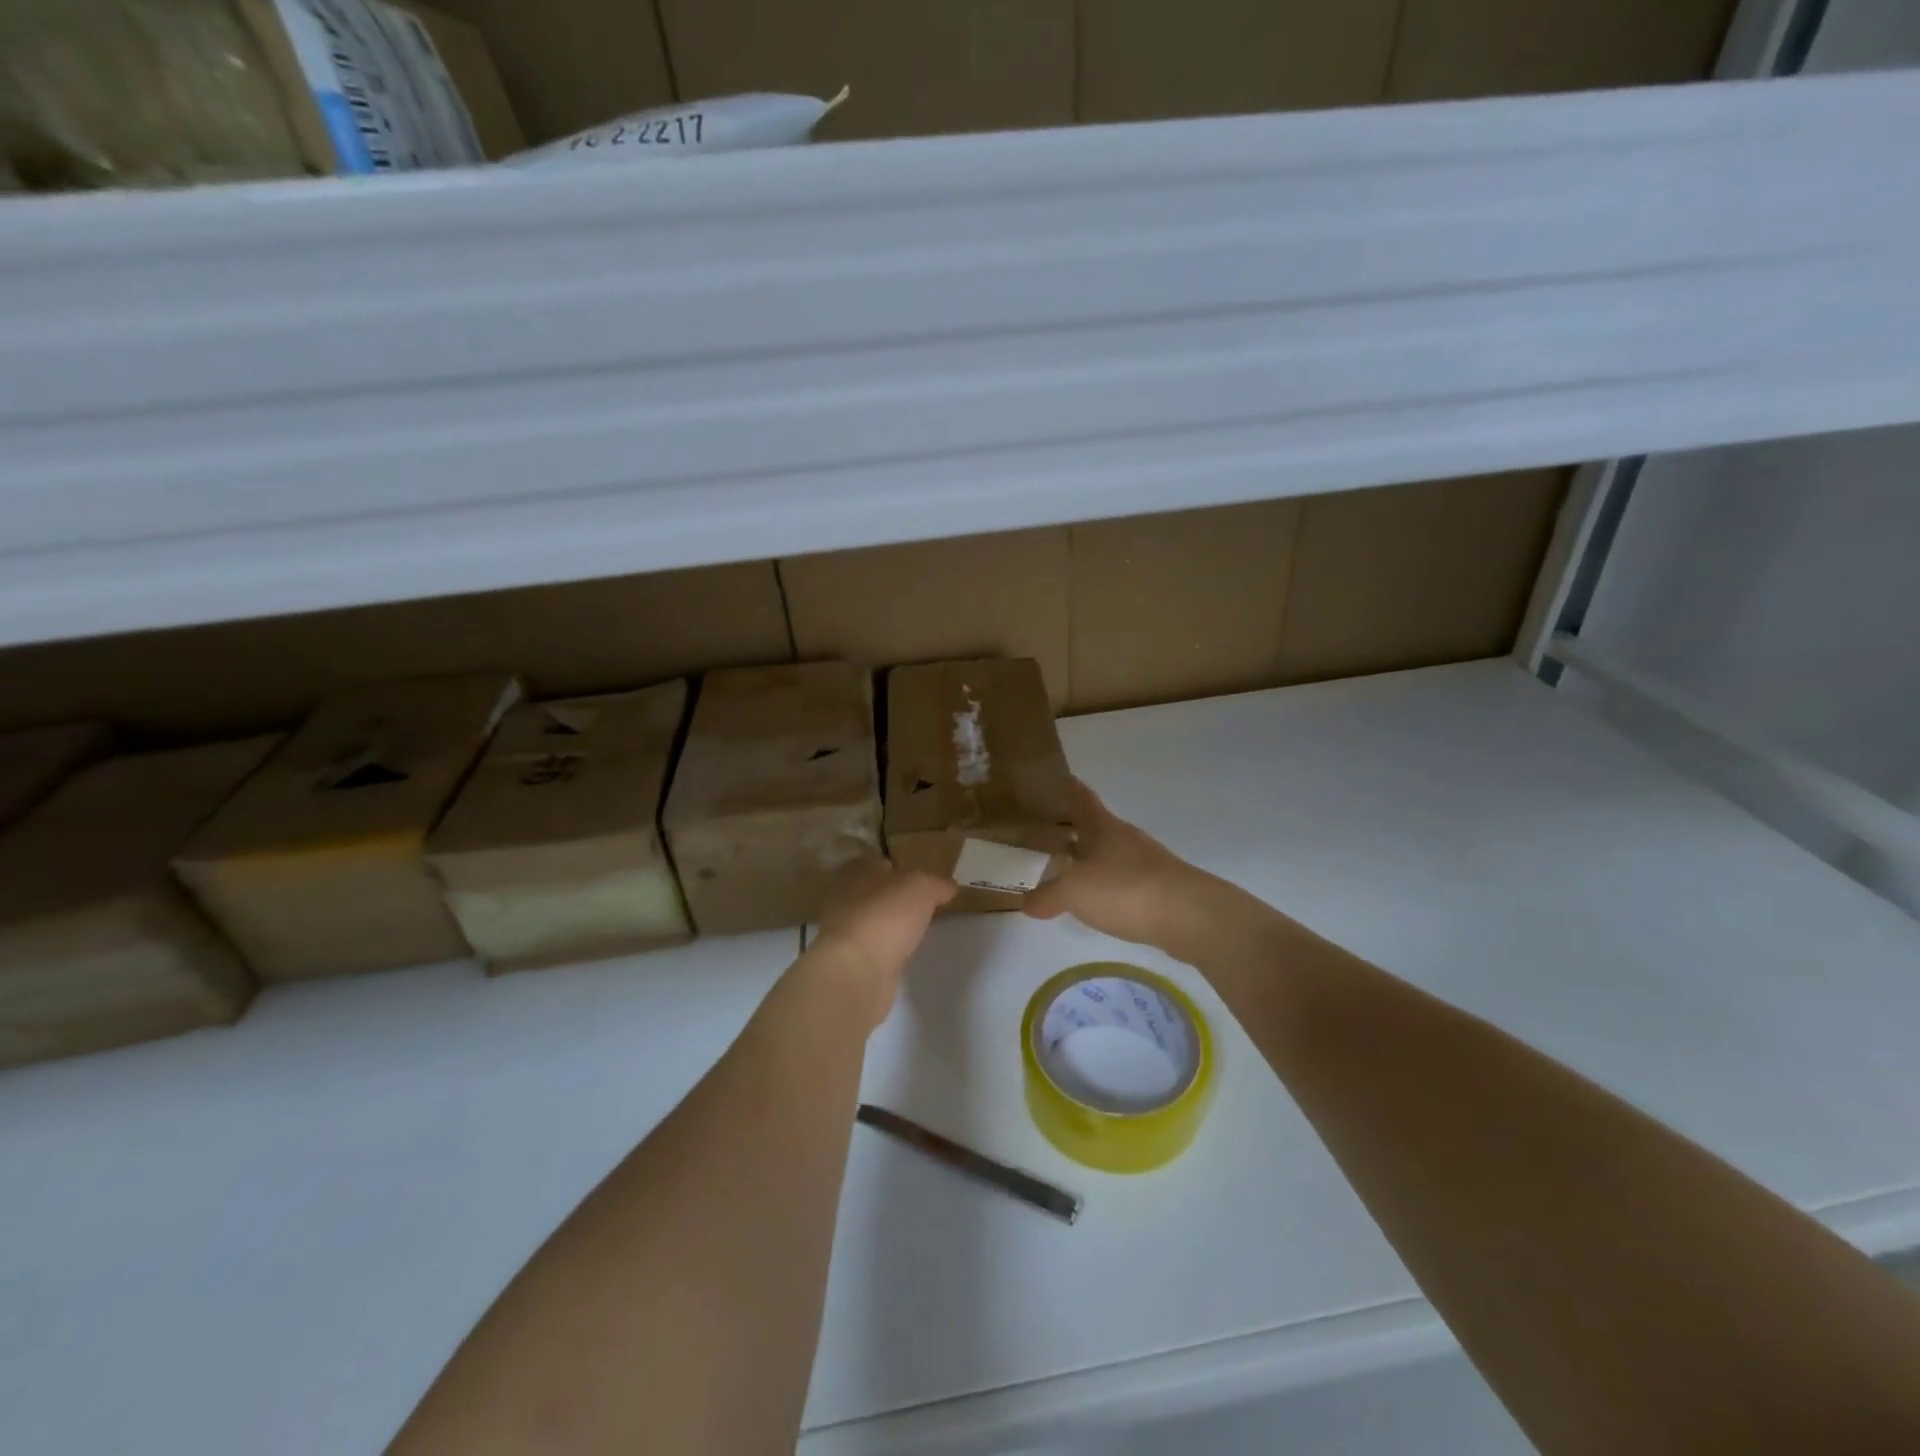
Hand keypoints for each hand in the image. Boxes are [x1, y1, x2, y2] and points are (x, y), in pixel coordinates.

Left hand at [809, 855, 956, 1026]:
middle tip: (923, 906)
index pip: (879, 863)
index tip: (922, 881)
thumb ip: (937, 883)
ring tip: (916, 931)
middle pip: (874, 892)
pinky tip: (903, 954)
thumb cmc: (886, 915)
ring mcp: (842, 931)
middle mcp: (843, 897)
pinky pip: (872, 948)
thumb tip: (949, 887)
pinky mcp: (848, 961)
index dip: (900, 869)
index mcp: (856, 871)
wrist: (856, 971)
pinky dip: (886, 949)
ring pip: (872, 921)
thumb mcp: (922, 888)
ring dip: (890, 925)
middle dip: (894, 898)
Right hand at [1024, 779, 1222, 954]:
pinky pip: (1123, 882)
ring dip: (1089, 861)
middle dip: (1071, 830)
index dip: (1066, 787)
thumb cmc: (1125, 889)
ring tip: (1064, 873)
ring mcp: (1146, 864)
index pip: (1081, 797)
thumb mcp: (1074, 892)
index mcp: (1103, 827)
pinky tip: (1096, 903)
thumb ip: (1047, 895)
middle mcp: (1125, 838)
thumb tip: (1026, 902)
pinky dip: (1106, 888)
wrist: (1191, 917)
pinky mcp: (1160, 890)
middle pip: (1095, 827)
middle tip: (1042, 835)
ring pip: (1110, 855)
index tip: (1053, 779)